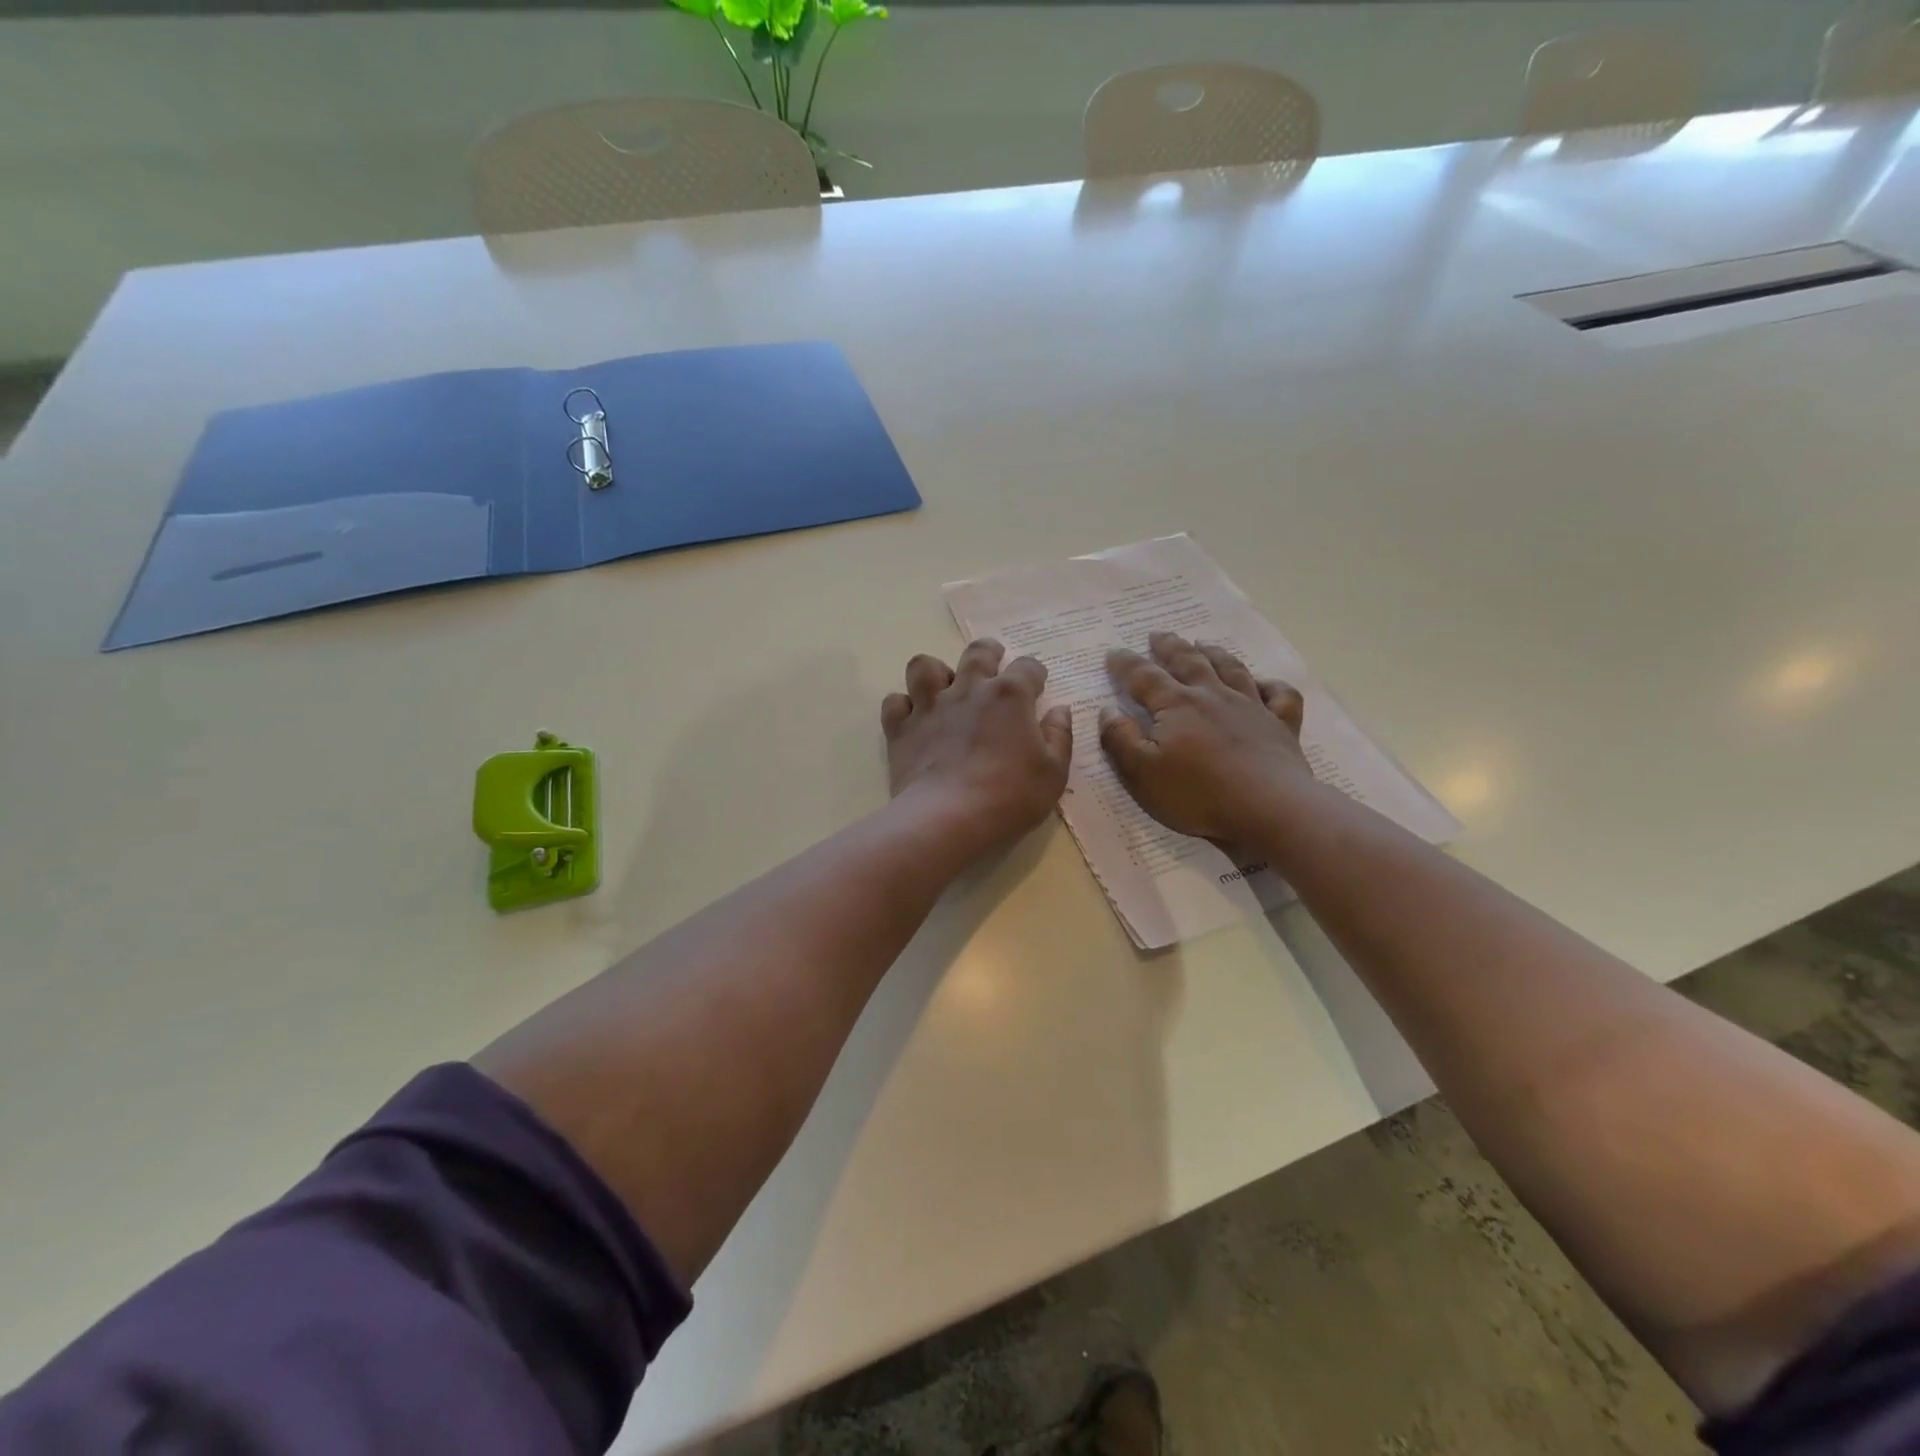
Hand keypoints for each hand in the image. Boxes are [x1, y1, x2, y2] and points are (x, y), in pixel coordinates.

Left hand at [882, 639, 1073, 854]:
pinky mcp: (901, 728)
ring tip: (944, 686)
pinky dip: (903, 706)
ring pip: (925, 666)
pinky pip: (895, 702)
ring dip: (936, 672)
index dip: (1035, 674)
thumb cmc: (1010, 796)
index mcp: (1009, 695)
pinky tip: (913, 719)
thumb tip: (1060, 710)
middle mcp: (968, 689)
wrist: (948, 817)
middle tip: (993, 662)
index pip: (1028, 667)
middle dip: (989, 652)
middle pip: (977, 653)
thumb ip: (1059, 737)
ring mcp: (930, 706)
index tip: (1037, 686)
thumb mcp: (1053, 773)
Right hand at [1100, 632, 1310, 843]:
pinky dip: (1271, 684)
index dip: (1125, 664)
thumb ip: (1120, 739)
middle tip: (1158, 635)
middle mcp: (1213, 696)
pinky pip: (1280, 695)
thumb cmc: (1197, 794)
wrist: (1269, 808)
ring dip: (1214, 654)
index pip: (1143, 677)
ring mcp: (1252, 707)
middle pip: (1188, 662)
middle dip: (1170, 647)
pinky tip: (1263, 684)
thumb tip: (1108, 710)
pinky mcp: (1281, 725)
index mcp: (1176, 705)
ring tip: (1203, 644)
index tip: (1113, 652)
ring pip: (1231, 669)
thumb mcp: (1141, 773)